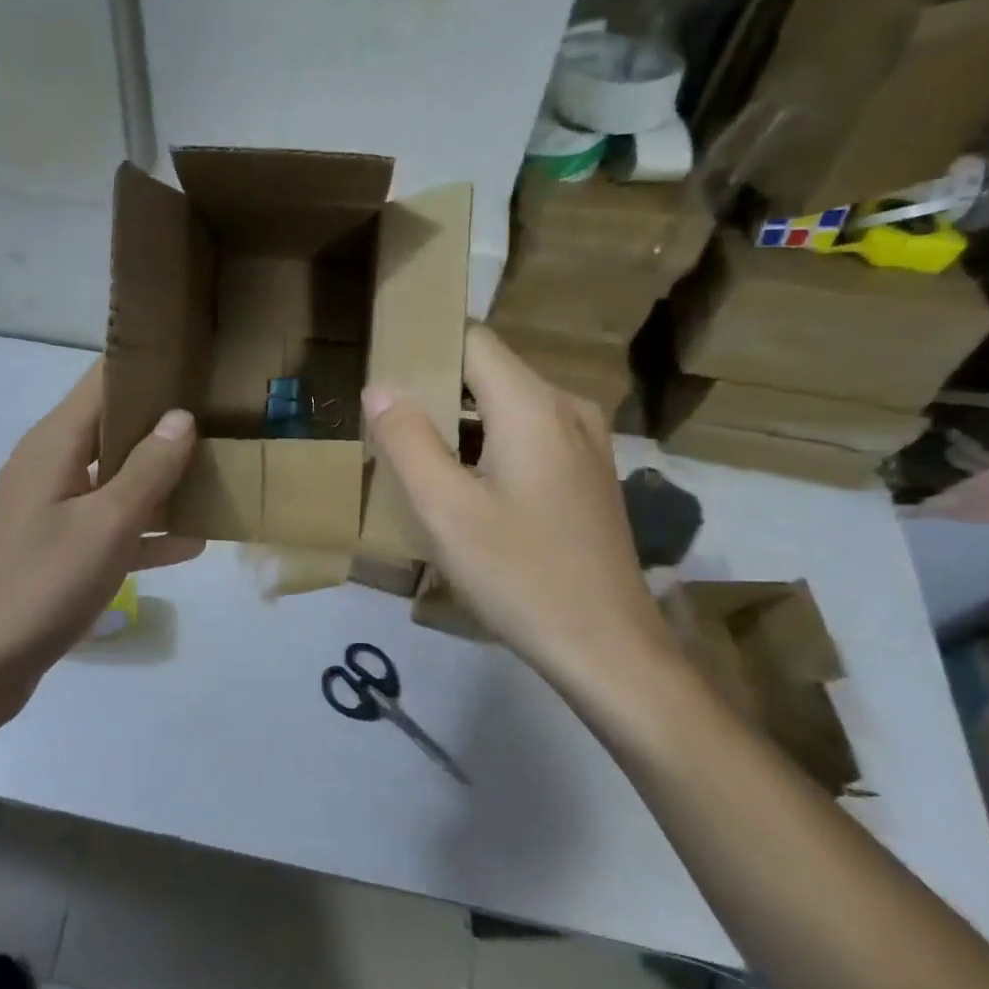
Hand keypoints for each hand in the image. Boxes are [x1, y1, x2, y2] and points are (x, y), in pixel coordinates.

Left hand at [0, 361, 202, 728]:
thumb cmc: (40, 584)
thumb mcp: (105, 524)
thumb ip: (147, 469)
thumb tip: (181, 416)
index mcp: (55, 444)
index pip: (103, 380)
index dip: (148, 364)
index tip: (199, 358)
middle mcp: (52, 466)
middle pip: (113, 426)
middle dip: (165, 420)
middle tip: (225, 413)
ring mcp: (53, 510)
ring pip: (116, 478)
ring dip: (161, 477)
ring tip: (220, 469)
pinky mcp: (58, 549)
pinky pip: (110, 526)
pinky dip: (145, 529)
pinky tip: (192, 541)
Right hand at [363, 325, 684, 705]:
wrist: (608, 649)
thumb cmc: (519, 574)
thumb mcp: (445, 510)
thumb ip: (407, 440)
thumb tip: (380, 387)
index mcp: (533, 406)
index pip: (472, 340)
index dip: (424, 343)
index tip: (381, 366)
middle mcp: (567, 408)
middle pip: (489, 373)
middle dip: (435, 389)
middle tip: (385, 423)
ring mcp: (585, 443)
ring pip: (508, 408)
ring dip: (459, 423)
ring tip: (414, 456)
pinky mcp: (588, 475)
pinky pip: (528, 437)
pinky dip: (488, 446)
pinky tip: (462, 488)